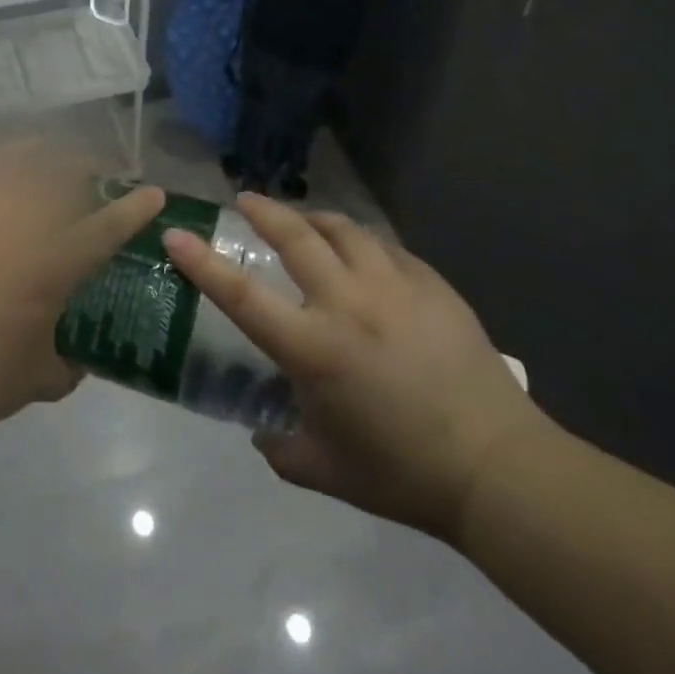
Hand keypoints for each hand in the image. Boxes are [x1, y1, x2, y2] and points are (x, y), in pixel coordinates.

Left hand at [0, 138, 164, 431]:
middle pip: (66, 169)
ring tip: (35, 161)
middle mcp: (28, 216)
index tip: (153, 194)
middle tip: (85, 179)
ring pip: (18, 151)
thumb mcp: (42, 376)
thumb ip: (69, 362)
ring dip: (36, 152)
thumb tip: (77, 357)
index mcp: (61, 258)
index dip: (137, 206)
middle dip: (85, 168)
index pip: (112, 222)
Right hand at [162, 194, 552, 543]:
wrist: (498, 468)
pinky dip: (362, 243)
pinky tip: (362, 253)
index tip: (176, 234)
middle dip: (265, 212)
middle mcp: (347, 304)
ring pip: (344, 230)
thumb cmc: (403, 472)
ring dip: (315, 219)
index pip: (242, 296)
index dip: (202, 263)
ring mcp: (394, 287)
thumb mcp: (326, 470)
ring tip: (304, 220)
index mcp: (314, 348)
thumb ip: (281, 447)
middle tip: (247, 201)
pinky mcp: (431, 284)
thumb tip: (263, 430)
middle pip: (295, 237)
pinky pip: (386, 248)